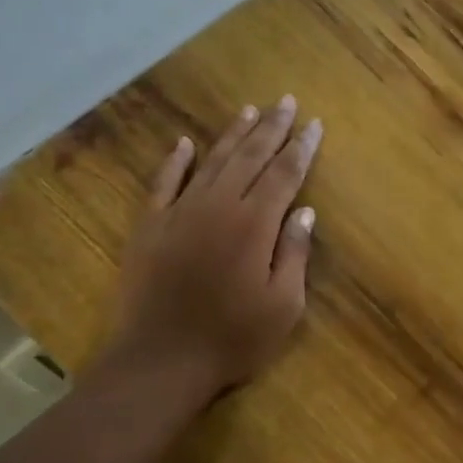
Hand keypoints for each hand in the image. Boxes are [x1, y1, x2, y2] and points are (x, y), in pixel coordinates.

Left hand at [99, 97, 321, 403]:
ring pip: (211, 162)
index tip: (314, 125)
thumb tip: (304, 212)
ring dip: (232, 135)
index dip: (301, 148)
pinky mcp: (149, 227)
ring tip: (249, 110)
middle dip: (271, 128)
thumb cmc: (233, 339)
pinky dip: (175, 161)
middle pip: (249, 158)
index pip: (284, 175)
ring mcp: (179, 213)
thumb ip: (293, 254)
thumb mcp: (282, 306)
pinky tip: (185, 143)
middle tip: (286, 101)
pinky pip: (163, 183)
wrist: (161, 360)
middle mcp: (217, 207)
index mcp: (254, 225)